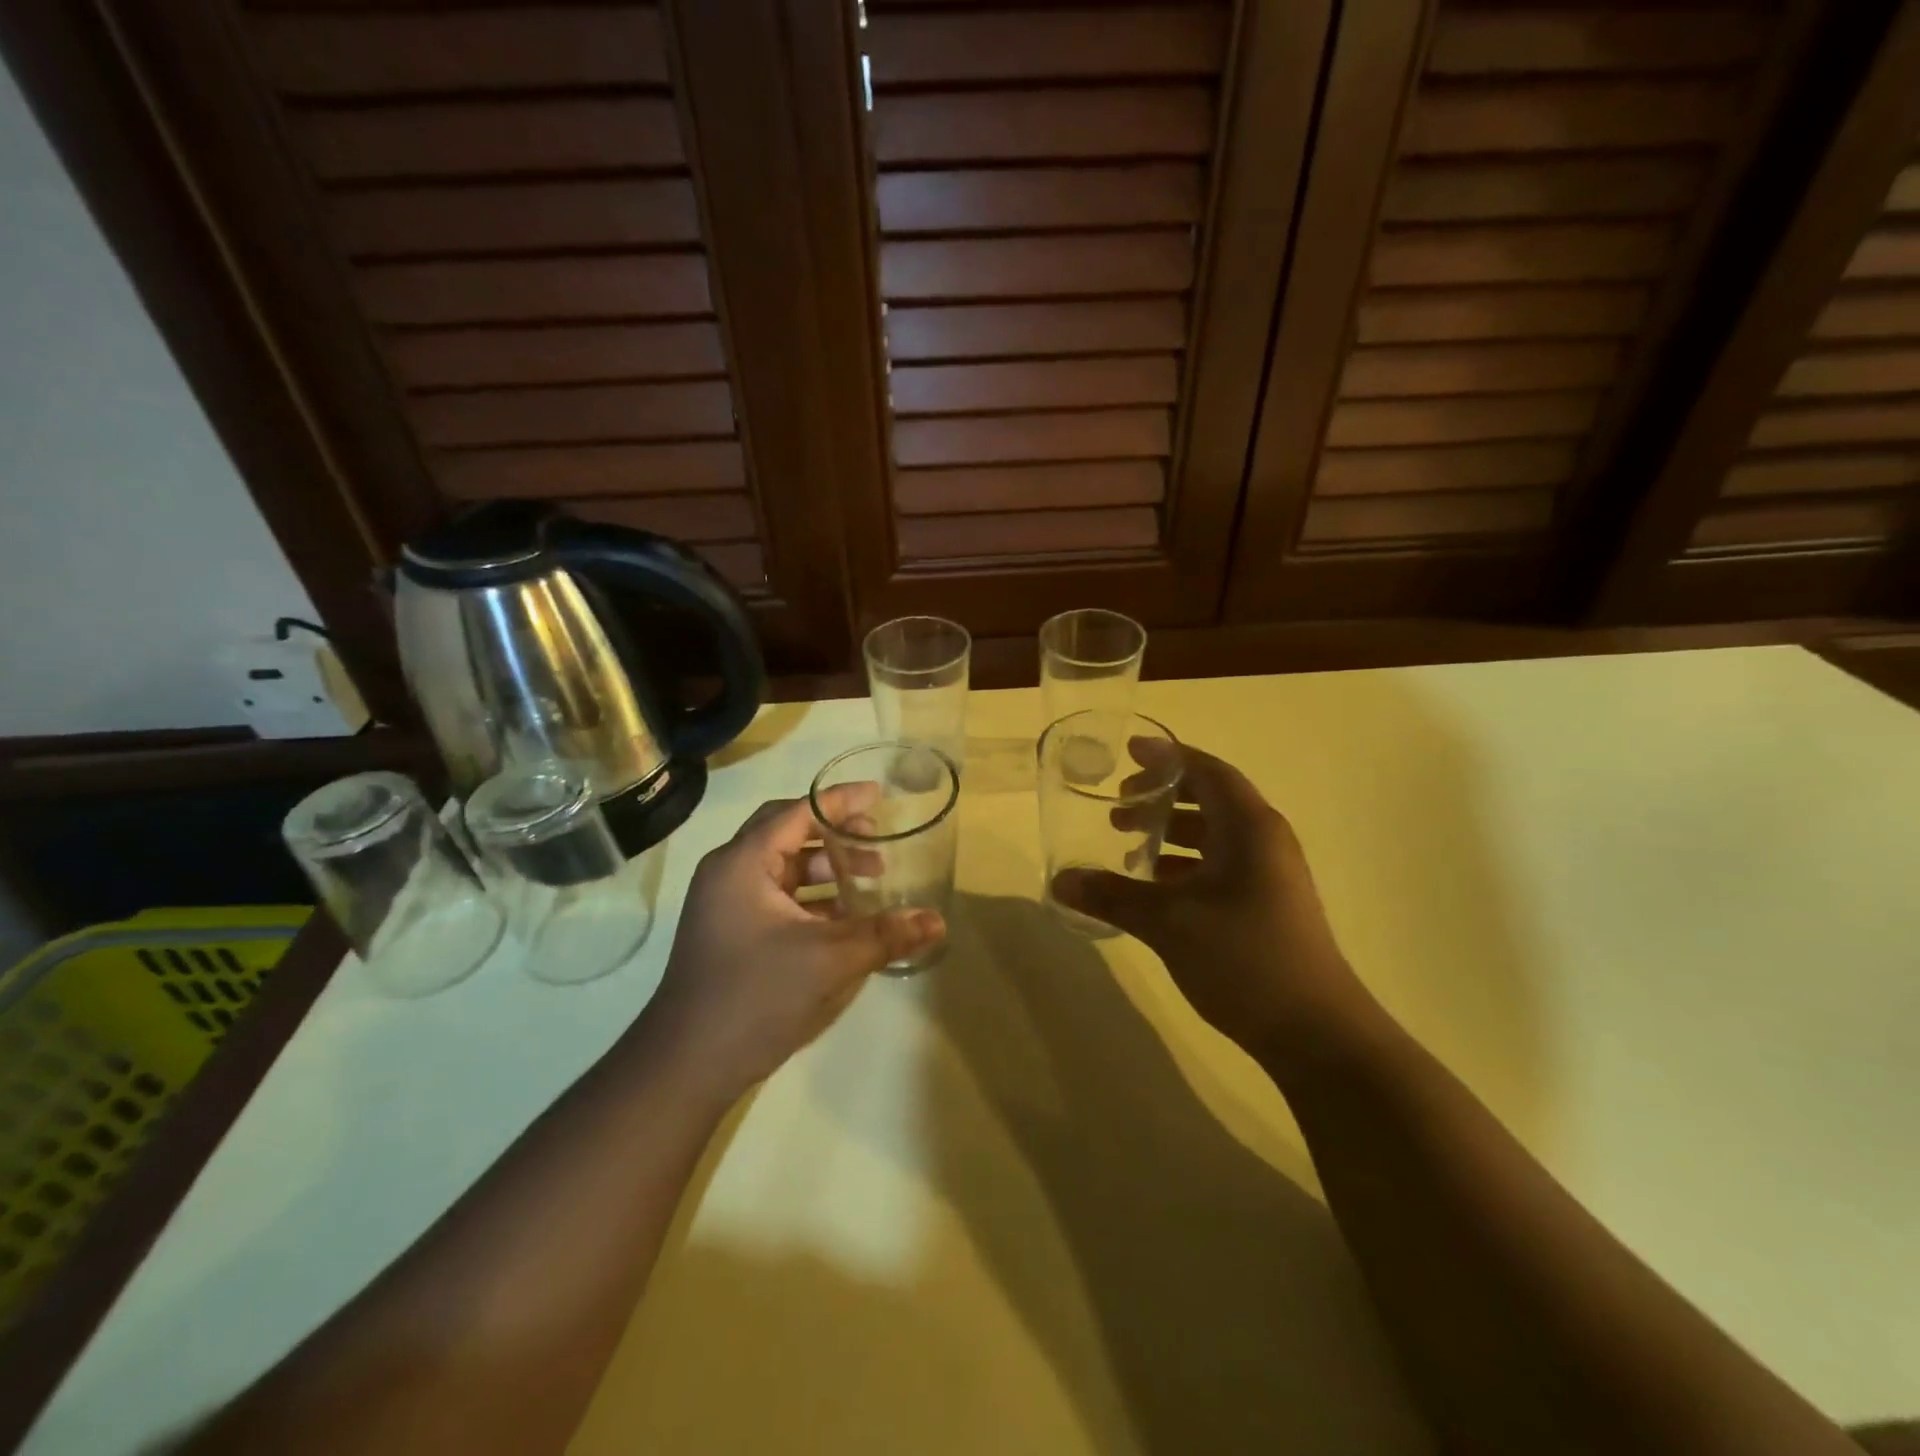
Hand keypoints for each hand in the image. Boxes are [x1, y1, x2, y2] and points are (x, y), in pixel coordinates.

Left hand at [645, 792, 944, 1099]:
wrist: (686, 1064)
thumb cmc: (755, 996)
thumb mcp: (829, 960)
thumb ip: (885, 935)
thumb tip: (937, 921)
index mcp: (743, 863)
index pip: (798, 812)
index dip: (840, 801)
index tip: (879, 795)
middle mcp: (729, 873)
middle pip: (788, 833)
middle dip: (835, 833)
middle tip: (876, 840)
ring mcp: (725, 905)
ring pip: (782, 867)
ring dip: (826, 868)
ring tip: (870, 879)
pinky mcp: (730, 933)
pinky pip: (777, 897)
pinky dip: (811, 897)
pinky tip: (844, 917)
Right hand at [1052, 741, 1362, 1060]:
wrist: (1316, 1032)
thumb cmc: (1245, 959)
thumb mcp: (1169, 923)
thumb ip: (1113, 896)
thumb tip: (1059, 881)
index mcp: (1250, 828)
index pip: (1207, 771)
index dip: (1166, 757)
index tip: (1128, 752)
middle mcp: (1265, 840)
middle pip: (1210, 798)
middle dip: (1162, 796)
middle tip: (1118, 806)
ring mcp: (1270, 874)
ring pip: (1214, 834)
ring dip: (1171, 831)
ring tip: (1128, 844)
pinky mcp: (1267, 904)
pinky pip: (1220, 864)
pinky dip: (1185, 864)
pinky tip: (1155, 886)